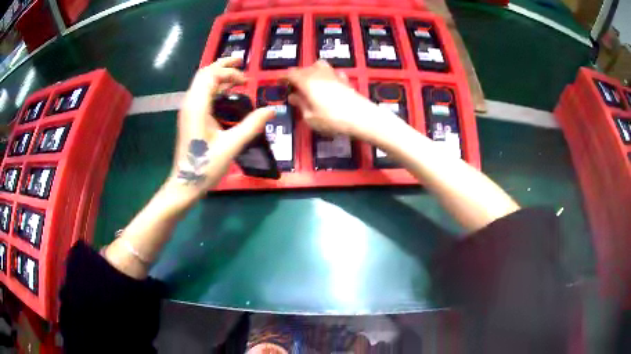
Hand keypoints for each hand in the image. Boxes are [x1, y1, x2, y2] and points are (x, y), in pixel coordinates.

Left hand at [169, 57, 274, 197]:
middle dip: (223, 66)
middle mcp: (189, 103)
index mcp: (197, 106)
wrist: (184, 184)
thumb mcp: (231, 145)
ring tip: (236, 78)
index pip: (210, 75)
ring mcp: (188, 110)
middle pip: (204, 74)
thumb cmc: (205, 166)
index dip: (229, 71)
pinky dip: (214, 88)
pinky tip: (226, 95)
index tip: (246, 80)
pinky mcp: (189, 118)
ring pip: (201, 83)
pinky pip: (201, 94)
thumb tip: (273, 110)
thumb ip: (252, 124)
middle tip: (241, 65)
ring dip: (218, 76)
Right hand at [285, 60, 399, 141]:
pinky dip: (327, 76)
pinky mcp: (345, 79)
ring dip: (312, 71)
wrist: (361, 118)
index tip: (280, 83)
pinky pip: (332, 73)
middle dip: (297, 76)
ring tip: (311, 84)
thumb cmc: (332, 120)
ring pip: (319, 65)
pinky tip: (328, 85)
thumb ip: (301, 105)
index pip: (291, 73)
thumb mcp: (310, 117)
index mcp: (307, 81)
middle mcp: (319, 74)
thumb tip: (293, 96)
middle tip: (294, 88)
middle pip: (304, 68)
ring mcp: (333, 74)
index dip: (284, 77)